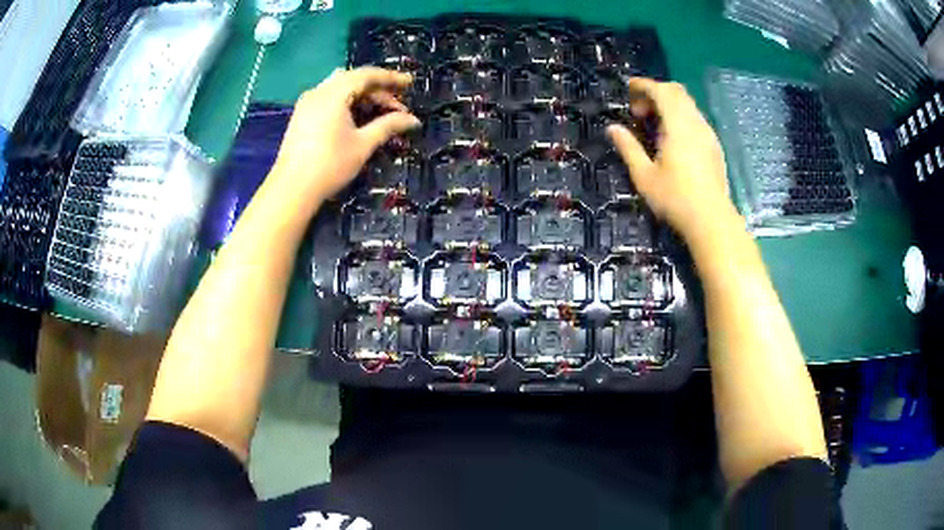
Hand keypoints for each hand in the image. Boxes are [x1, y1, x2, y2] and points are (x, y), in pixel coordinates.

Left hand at [272, 67, 420, 202]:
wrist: (292, 189)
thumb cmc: (330, 165)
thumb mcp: (363, 144)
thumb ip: (388, 126)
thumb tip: (413, 120)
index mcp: (334, 93)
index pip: (367, 75)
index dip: (391, 78)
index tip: (409, 84)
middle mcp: (319, 91)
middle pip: (353, 79)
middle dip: (377, 89)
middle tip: (396, 106)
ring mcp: (307, 103)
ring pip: (340, 87)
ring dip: (362, 95)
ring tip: (378, 112)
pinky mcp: (302, 115)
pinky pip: (328, 98)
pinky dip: (346, 102)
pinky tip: (356, 118)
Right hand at [607, 78, 736, 244]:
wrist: (712, 220)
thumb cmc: (675, 199)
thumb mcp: (644, 176)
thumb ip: (628, 147)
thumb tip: (612, 128)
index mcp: (677, 125)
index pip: (661, 91)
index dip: (643, 85)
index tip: (628, 88)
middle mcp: (695, 123)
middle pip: (677, 92)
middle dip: (656, 93)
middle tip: (639, 111)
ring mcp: (708, 134)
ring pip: (688, 105)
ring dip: (669, 105)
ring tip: (654, 127)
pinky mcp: (714, 146)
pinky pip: (696, 119)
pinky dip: (681, 117)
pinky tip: (673, 140)